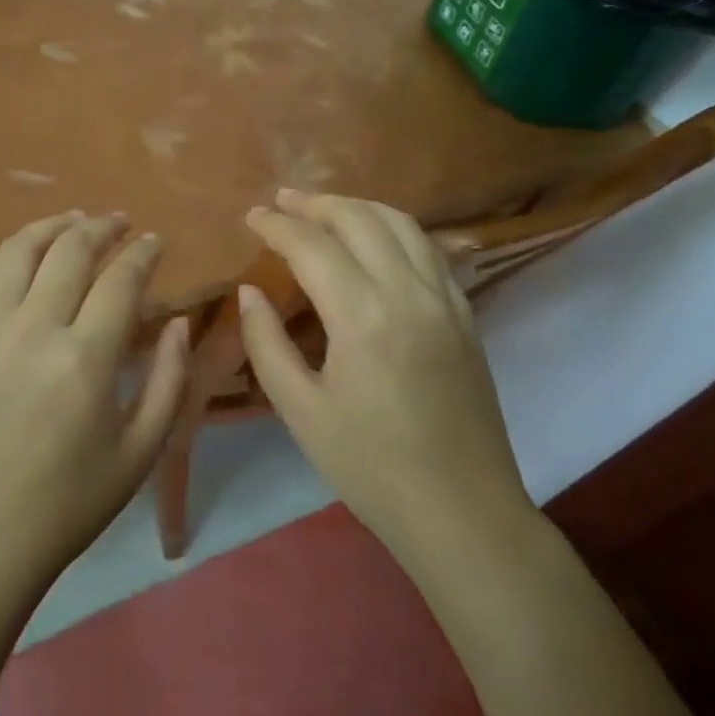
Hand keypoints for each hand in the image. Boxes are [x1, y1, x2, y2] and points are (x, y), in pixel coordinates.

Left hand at [0, 211, 189, 594]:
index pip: (120, 280)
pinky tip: (16, 257)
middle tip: (119, 223)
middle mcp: (32, 330)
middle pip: (69, 249)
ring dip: (49, 226)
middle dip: (101, 226)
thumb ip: (169, 380)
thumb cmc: (70, 502)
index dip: (142, 253)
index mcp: (84, 359)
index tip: (155, 242)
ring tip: (72, 222)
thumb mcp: (141, 451)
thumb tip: (176, 321)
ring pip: (16, 250)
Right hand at [238, 189, 537, 558]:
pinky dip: (395, 228)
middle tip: (282, 202)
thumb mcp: (300, 411)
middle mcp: (408, 292)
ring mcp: (445, 299)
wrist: (464, 513)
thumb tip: (249, 291)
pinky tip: (376, 239)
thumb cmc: (371, 467)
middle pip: (359, 218)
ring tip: (325, 209)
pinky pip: (428, 249)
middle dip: (315, 203)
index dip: (277, 225)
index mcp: (362, 316)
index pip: (312, 245)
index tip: (252, 216)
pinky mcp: (465, 315)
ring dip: (358, 206)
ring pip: (401, 223)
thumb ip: (267, 343)